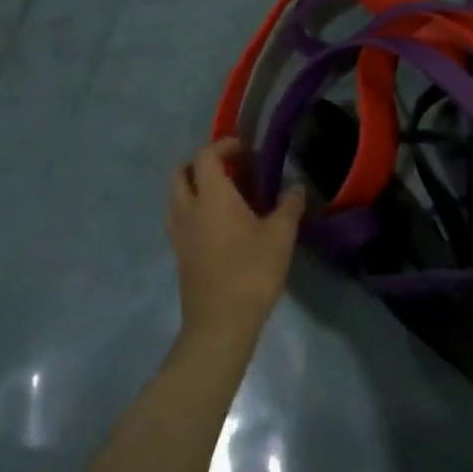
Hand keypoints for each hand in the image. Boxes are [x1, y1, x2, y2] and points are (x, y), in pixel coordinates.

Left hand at [166, 138, 305, 346]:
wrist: (220, 326)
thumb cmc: (251, 271)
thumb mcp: (281, 234)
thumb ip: (290, 205)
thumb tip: (296, 186)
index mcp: (211, 196)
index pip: (206, 155)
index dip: (223, 145)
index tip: (246, 150)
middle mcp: (188, 210)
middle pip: (180, 174)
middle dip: (201, 164)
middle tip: (229, 169)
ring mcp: (179, 236)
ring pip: (176, 199)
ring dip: (194, 188)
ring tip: (224, 196)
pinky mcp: (180, 258)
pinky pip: (180, 221)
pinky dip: (194, 212)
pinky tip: (220, 227)